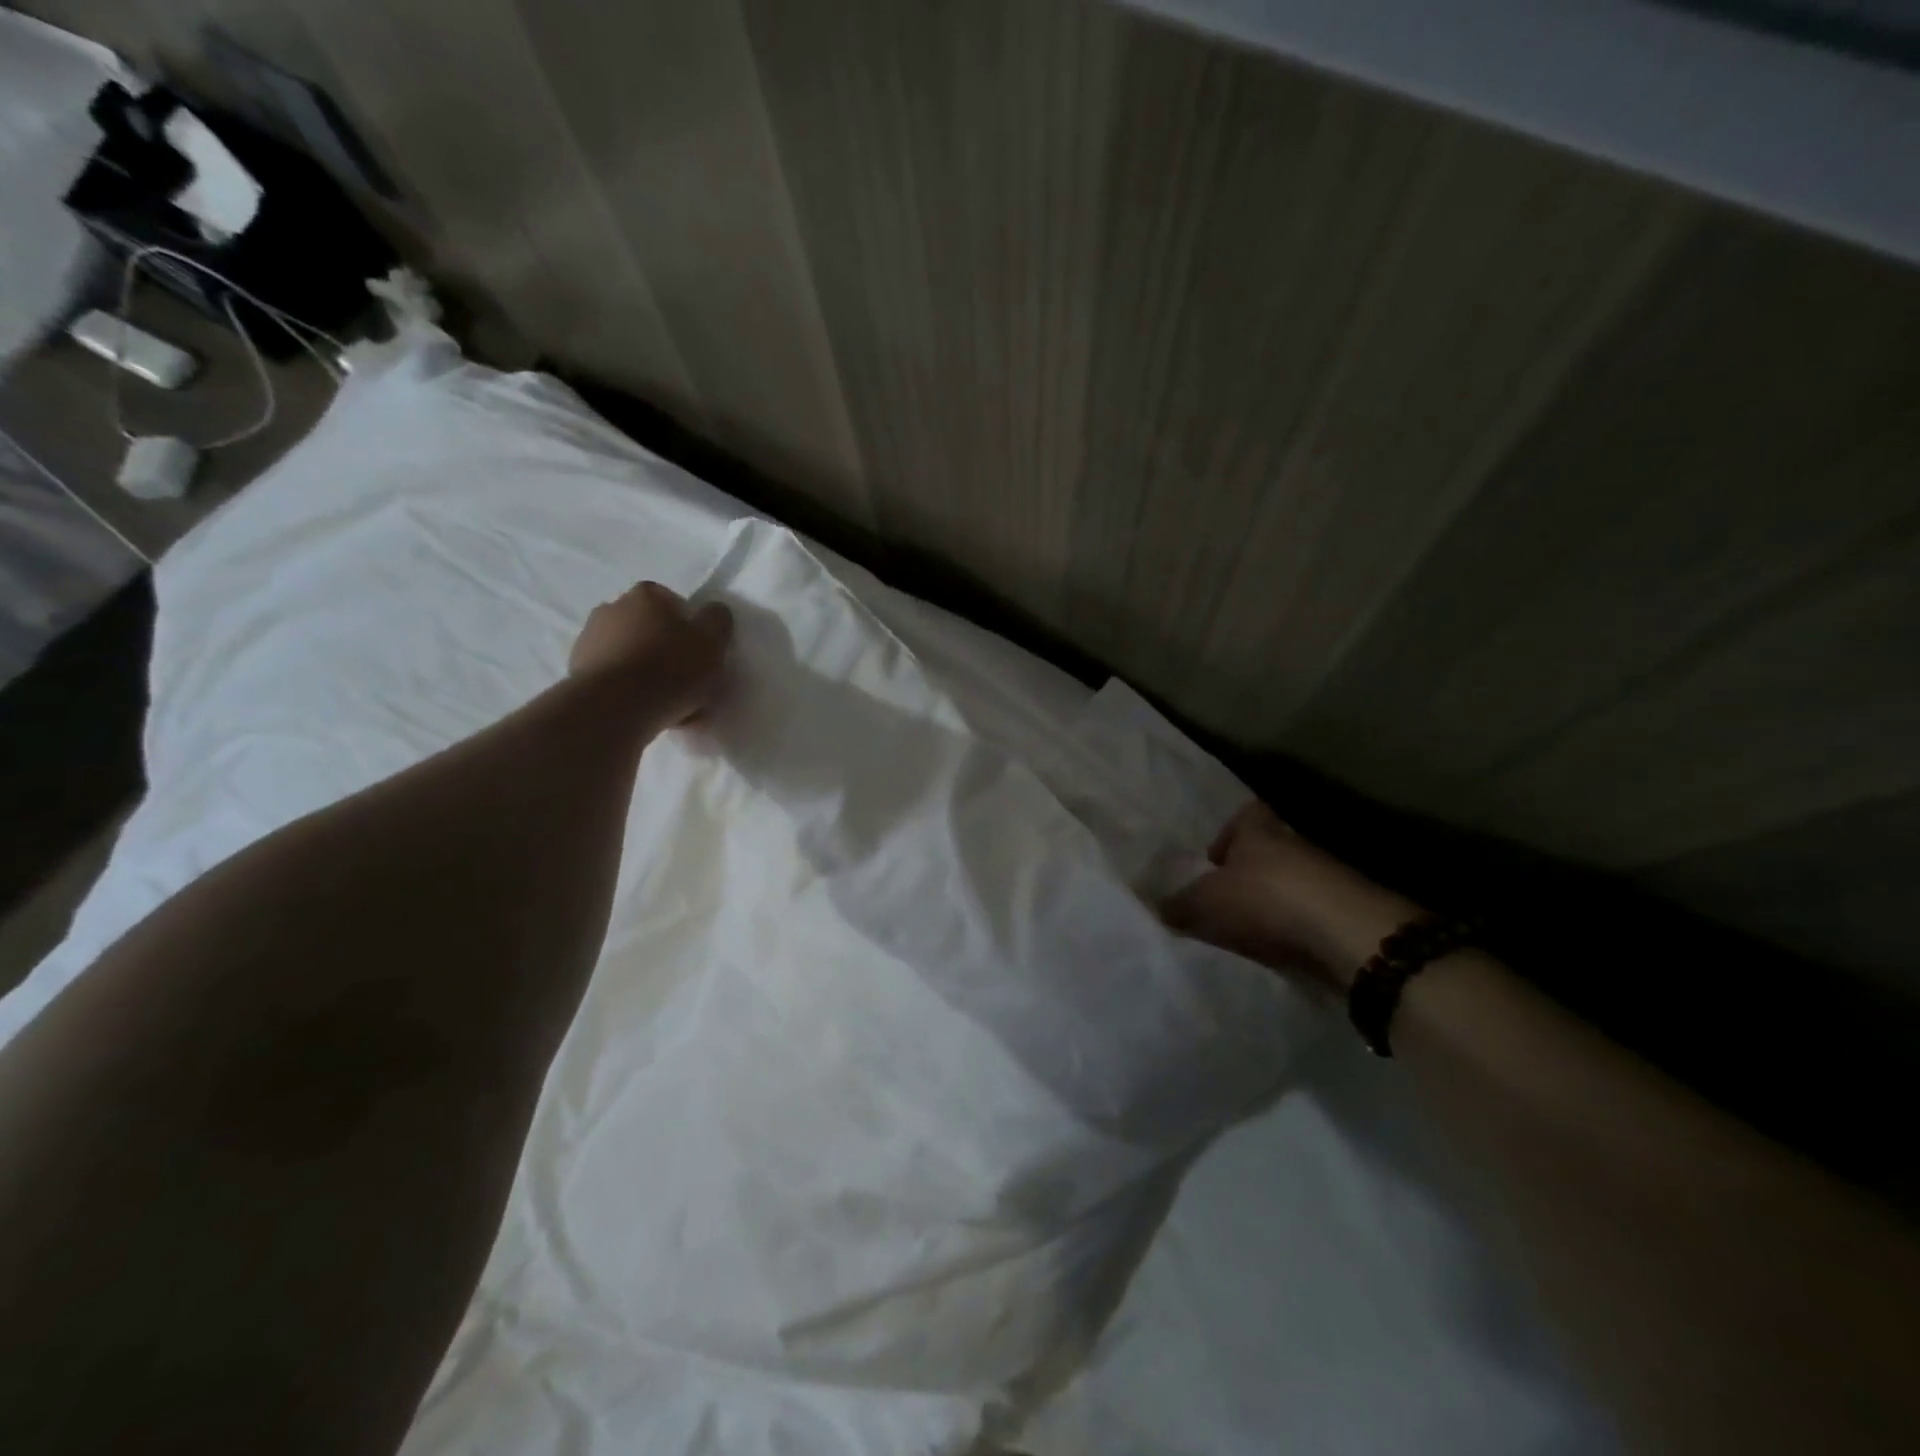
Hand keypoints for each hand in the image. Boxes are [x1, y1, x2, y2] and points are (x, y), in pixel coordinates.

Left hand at [569, 582, 733, 728]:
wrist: (614, 707)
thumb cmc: (670, 668)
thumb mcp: (712, 641)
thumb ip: (718, 619)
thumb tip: (713, 611)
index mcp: (646, 596)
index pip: (674, 602)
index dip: (691, 628)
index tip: (700, 653)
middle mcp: (612, 608)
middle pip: (651, 629)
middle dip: (668, 651)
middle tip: (689, 682)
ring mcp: (589, 640)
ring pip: (633, 656)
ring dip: (650, 674)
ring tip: (672, 707)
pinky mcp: (577, 672)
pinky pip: (616, 679)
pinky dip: (631, 692)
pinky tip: (649, 714)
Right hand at [1161, 803, 1420, 993]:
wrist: (1346, 934)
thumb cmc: (1265, 899)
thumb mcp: (1204, 903)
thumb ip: (1179, 905)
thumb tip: (1158, 908)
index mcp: (1259, 829)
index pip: (1245, 815)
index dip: (1228, 834)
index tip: (1213, 860)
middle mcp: (1294, 844)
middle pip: (1268, 852)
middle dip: (1247, 873)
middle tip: (1223, 900)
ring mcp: (1327, 877)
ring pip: (1291, 883)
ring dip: (1272, 903)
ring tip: (1247, 931)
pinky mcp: (1347, 912)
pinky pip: (1310, 915)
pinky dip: (1294, 929)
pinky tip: (1278, 949)